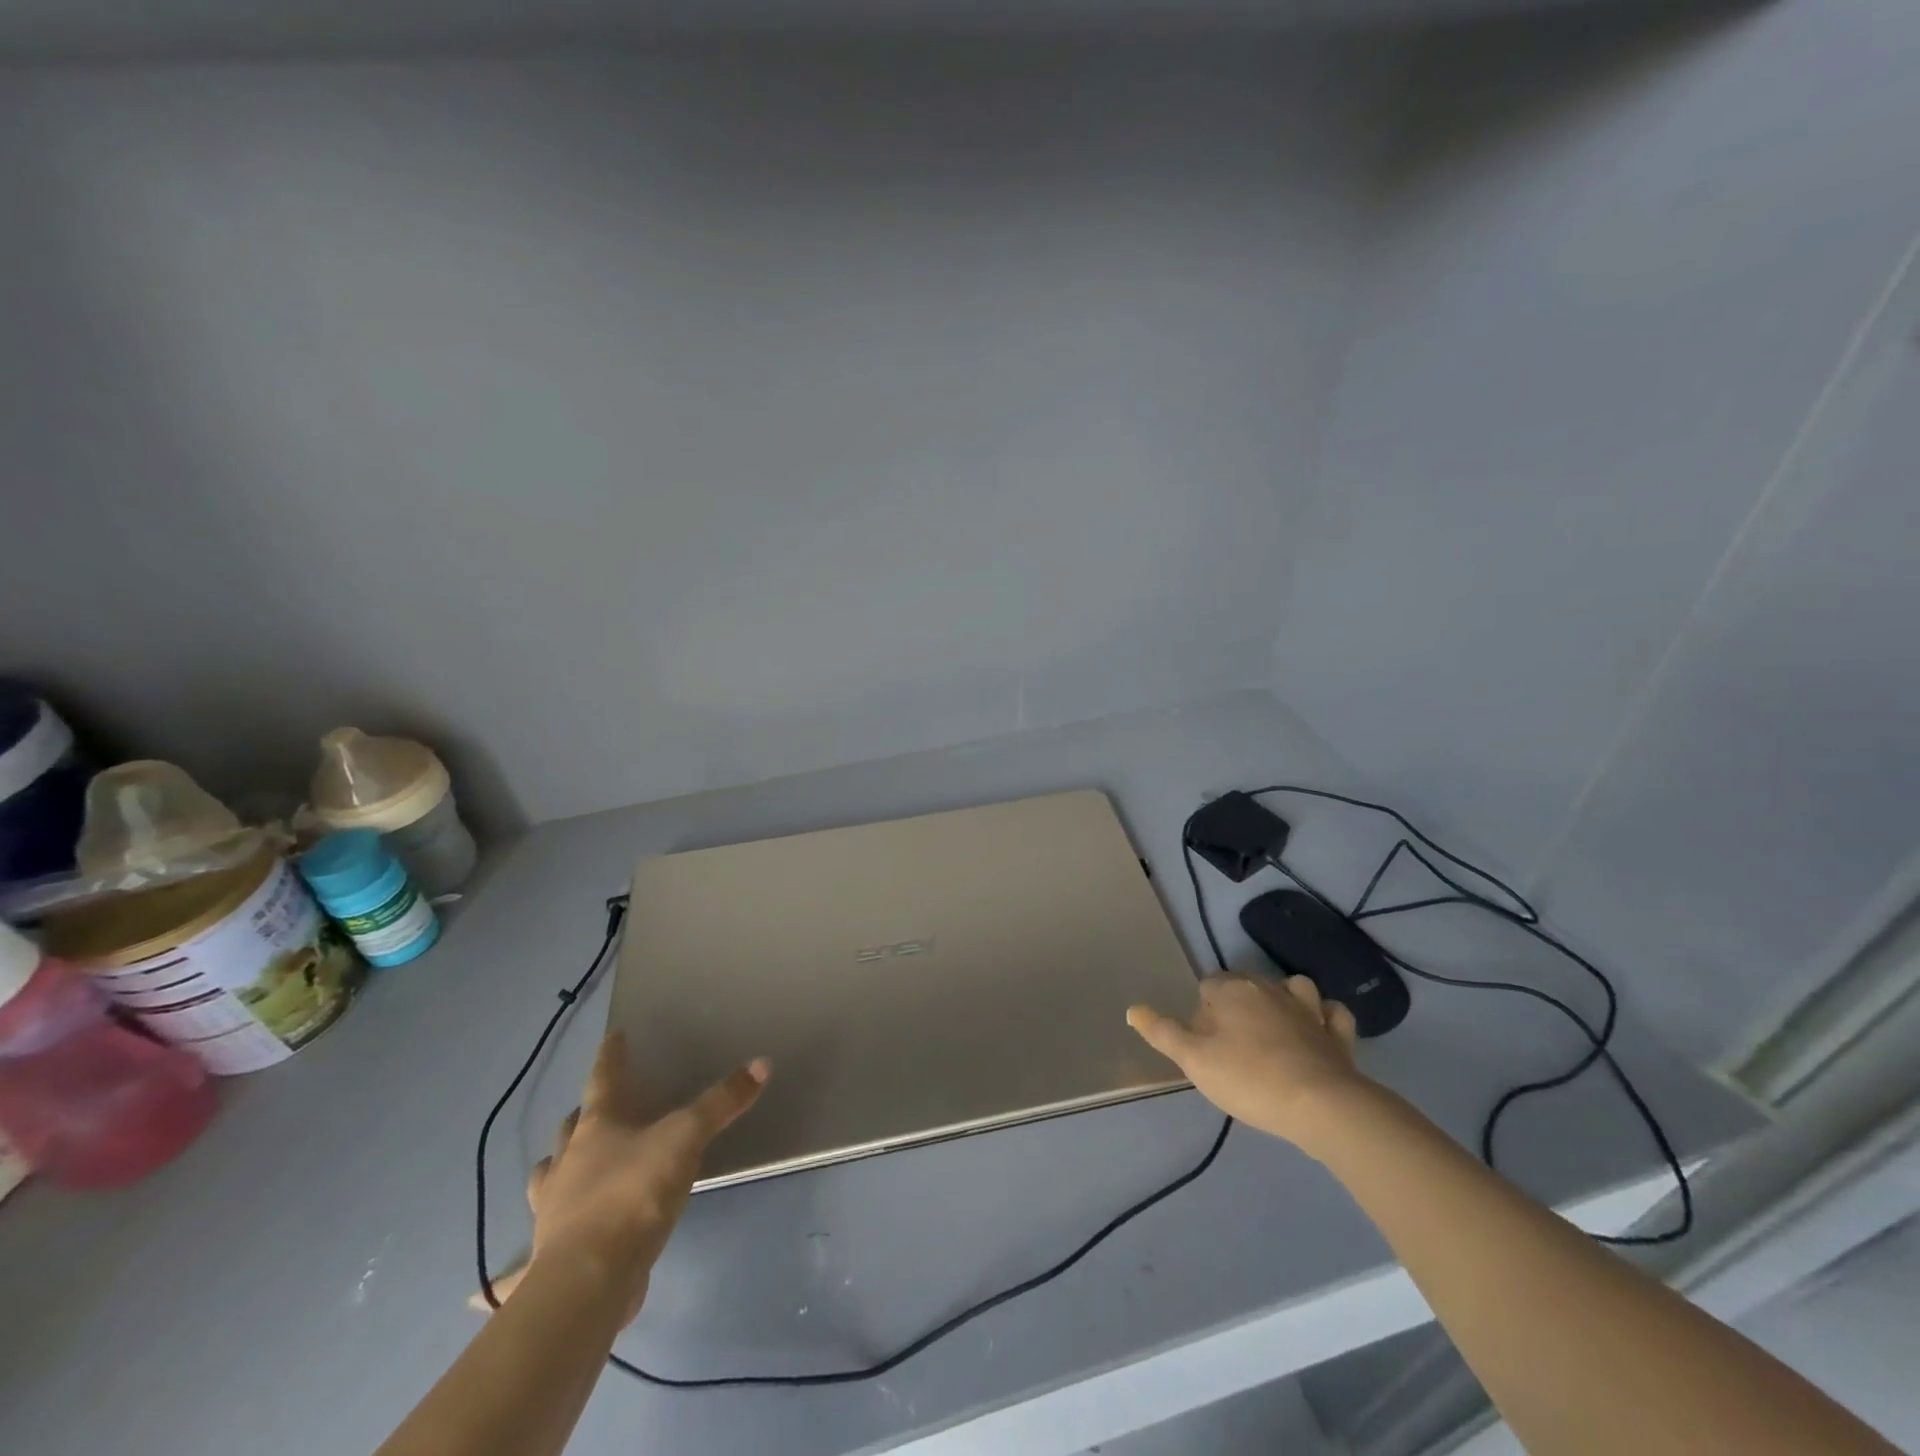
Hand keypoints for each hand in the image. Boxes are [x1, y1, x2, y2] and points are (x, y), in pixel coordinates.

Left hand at [524, 1032, 768, 1323]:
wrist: (591, 1278)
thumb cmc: (636, 1193)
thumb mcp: (687, 1139)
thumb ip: (722, 1103)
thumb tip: (761, 1063)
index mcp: (598, 1128)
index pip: (604, 1079)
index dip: (611, 1056)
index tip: (613, 1036)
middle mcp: (569, 1163)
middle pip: (570, 1129)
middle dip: (581, 1115)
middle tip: (592, 1109)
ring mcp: (552, 1211)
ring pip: (547, 1180)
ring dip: (554, 1171)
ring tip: (562, 1169)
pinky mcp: (548, 1259)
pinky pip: (519, 1267)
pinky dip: (506, 1277)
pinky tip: (485, 1293)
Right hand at [1127, 974, 1366, 1156]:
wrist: (1319, 1106)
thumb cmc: (1248, 1078)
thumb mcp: (1193, 1060)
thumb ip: (1162, 1032)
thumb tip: (1133, 1009)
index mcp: (1232, 990)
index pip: (1208, 986)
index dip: (1202, 1012)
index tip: (1204, 1043)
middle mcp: (1269, 988)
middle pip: (1245, 984)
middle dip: (1237, 1005)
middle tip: (1232, 1045)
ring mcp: (1308, 1007)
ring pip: (1293, 987)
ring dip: (1284, 999)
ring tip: (1275, 1025)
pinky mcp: (1337, 1032)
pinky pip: (1332, 1012)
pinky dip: (1325, 1016)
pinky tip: (1318, 1028)